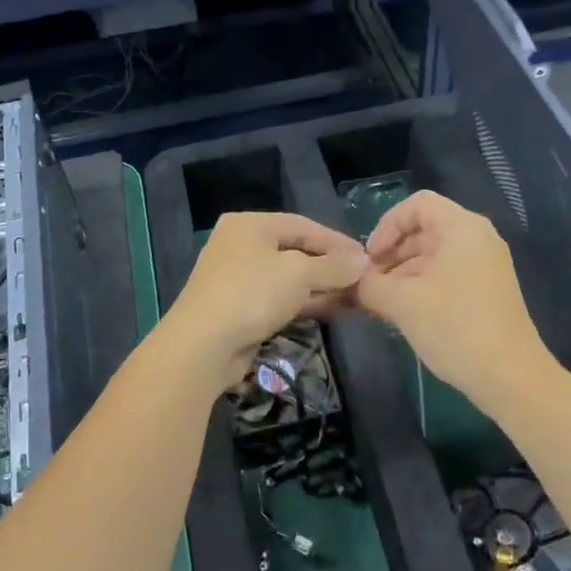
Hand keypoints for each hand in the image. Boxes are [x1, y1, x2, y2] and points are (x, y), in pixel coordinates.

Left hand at [155, 212, 366, 392]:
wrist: (203, 346)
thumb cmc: (252, 294)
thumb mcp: (300, 274)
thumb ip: (334, 266)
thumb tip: (363, 262)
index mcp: (250, 225)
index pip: (304, 225)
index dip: (337, 242)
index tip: (367, 258)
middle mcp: (241, 245)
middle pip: (297, 251)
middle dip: (331, 268)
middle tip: (364, 281)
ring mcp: (238, 278)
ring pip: (289, 278)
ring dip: (322, 288)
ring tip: (357, 299)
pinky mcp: (240, 308)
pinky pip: (280, 299)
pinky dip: (305, 303)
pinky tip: (333, 311)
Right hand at [356, 191, 549, 414]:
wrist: (509, 376)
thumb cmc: (454, 327)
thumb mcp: (401, 303)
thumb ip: (368, 284)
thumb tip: (351, 280)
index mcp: (461, 228)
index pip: (416, 205)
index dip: (386, 225)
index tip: (369, 258)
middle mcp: (478, 238)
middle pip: (424, 230)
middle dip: (391, 254)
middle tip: (368, 284)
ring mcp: (486, 265)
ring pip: (433, 255)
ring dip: (402, 273)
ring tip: (380, 303)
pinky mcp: (488, 290)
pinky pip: (447, 274)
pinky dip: (421, 286)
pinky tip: (403, 313)